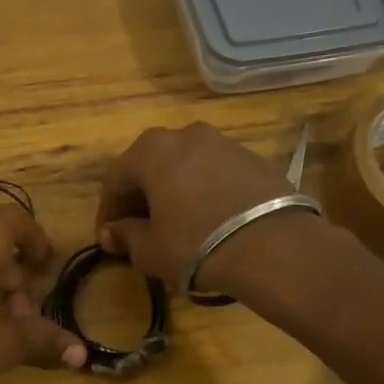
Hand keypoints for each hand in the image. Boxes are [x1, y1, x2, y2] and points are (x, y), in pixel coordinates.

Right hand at [96, 123, 317, 293]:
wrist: (274, 247)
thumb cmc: (196, 245)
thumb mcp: (150, 250)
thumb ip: (126, 236)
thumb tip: (113, 232)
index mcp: (151, 150)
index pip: (116, 179)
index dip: (109, 211)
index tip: (109, 238)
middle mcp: (186, 134)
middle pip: (152, 166)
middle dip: (141, 197)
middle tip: (140, 230)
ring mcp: (225, 143)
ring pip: (186, 167)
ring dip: (175, 192)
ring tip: (177, 225)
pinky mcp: (255, 159)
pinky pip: (217, 174)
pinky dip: (206, 193)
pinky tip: (211, 221)